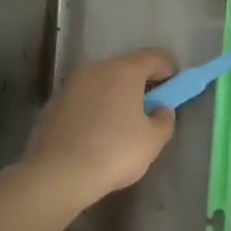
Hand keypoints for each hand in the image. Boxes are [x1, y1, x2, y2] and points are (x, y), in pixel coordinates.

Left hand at [22, 48, 177, 209]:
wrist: (57, 174)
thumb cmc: (113, 152)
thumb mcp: (153, 141)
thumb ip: (164, 119)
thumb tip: (161, 109)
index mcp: (125, 69)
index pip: (155, 57)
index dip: (169, 69)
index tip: (175, 87)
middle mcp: (98, 68)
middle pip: (127, 67)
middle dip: (141, 83)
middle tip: (150, 107)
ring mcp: (72, 84)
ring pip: (102, 82)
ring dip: (115, 95)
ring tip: (122, 124)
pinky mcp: (54, 103)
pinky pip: (84, 99)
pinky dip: (94, 108)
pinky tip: (96, 134)